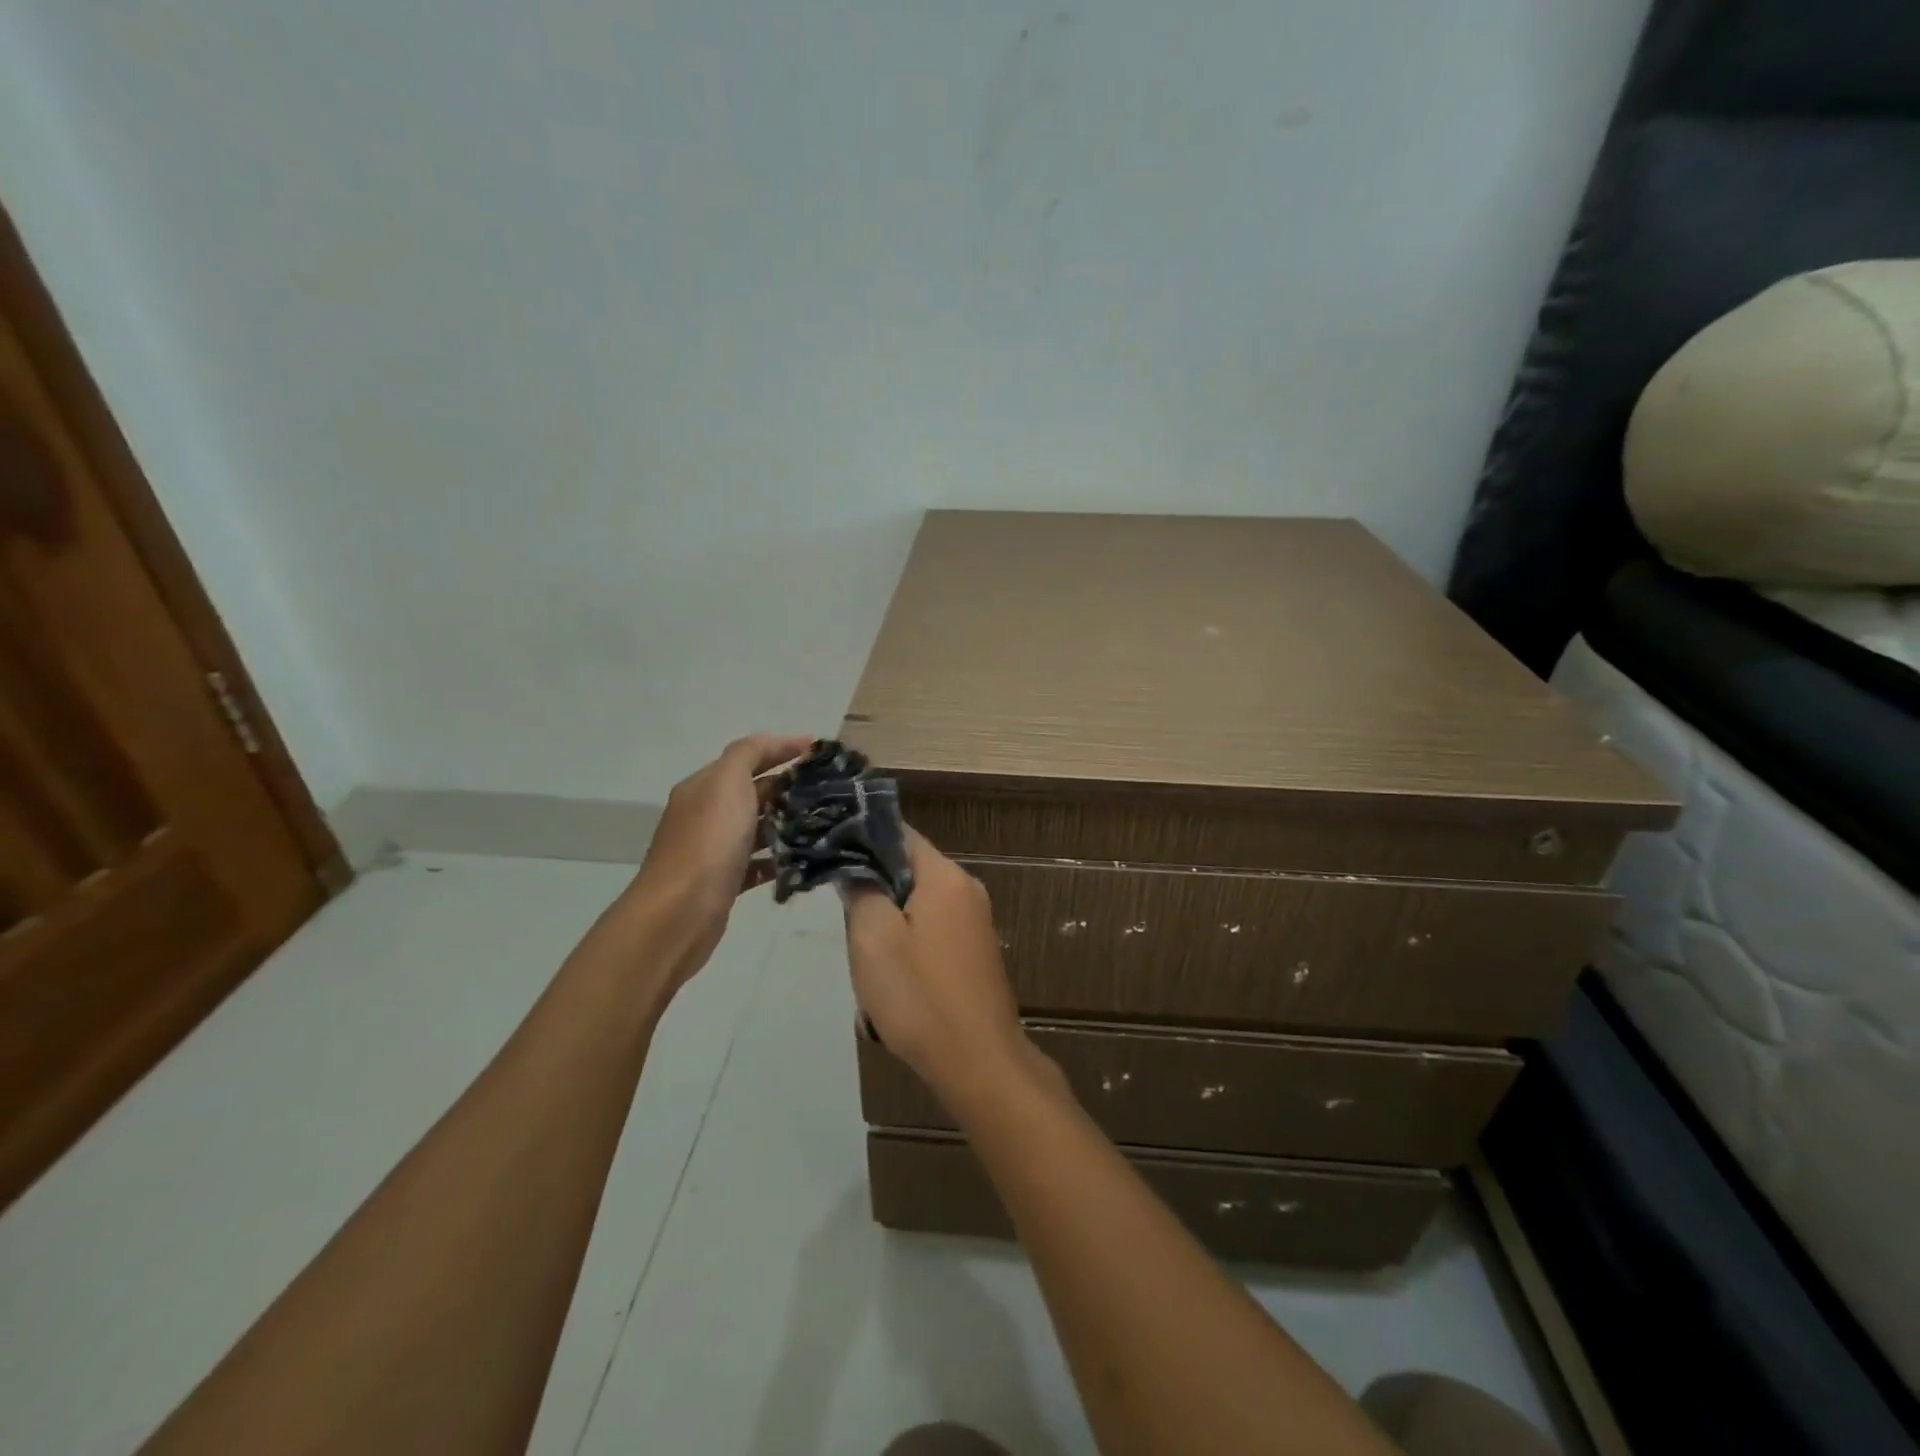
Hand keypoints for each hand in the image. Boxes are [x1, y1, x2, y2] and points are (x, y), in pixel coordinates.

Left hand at [622, 732, 812, 986]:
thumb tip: (775, 741)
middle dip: (790, 786)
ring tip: (826, 822)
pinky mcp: (725, 881)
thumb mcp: (728, 783)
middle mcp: (707, 813)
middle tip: (831, 788)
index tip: (820, 750)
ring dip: (788, 822)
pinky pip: (758, 863)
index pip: (748, 756)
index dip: (783, 748)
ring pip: (758, 827)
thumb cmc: (708, 842)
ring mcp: (714, 849)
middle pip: (754, 791)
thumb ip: (749, 754)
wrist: (680, 912)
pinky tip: (804, 860)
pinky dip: (779, 858)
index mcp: (705, 786)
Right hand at [843, 829, 1053, 1112]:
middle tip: (845, 918)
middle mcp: (967, 889)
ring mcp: (976, 921)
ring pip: (917, 902)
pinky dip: (908, 942)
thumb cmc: (920, 996)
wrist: (978, 1062)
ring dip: (888, 921)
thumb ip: (861, 890)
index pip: (898, 833)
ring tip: (866, 954)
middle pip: (908, 868)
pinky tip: (893, 976)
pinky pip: (932, 929)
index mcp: (946, 876)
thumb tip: (855, 865)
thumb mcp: (873, 938)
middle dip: (874, 887)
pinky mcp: (975, 951)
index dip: (861, 839)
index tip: (829, 856)